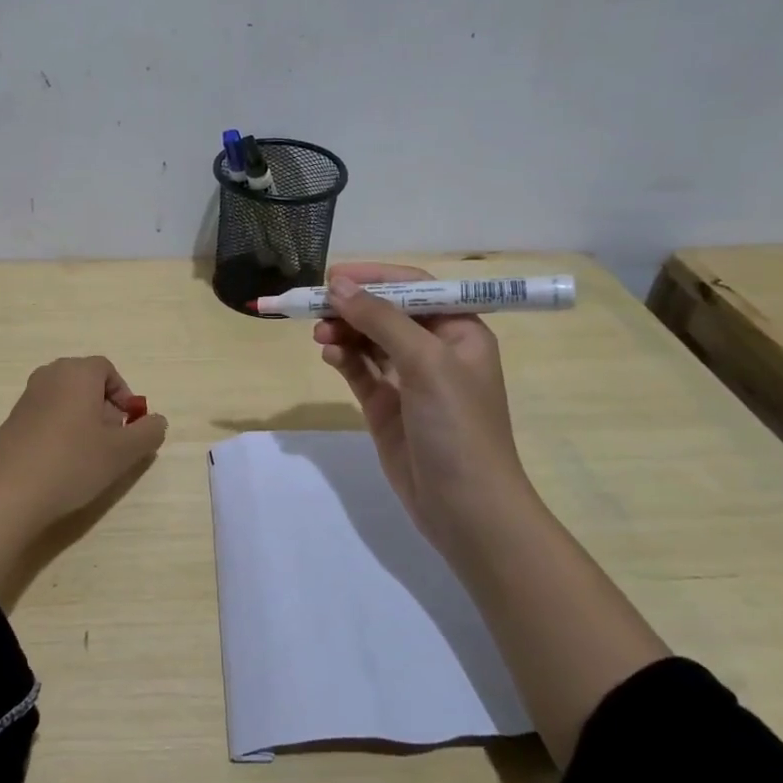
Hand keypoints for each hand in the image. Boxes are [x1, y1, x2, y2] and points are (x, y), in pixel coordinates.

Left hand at [0, 357, 167, 607]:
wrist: (6, 493)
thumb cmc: (71, 462)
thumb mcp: (122, 452)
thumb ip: (147, 433)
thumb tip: (156, 421)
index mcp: (76, 372)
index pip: (108, 370)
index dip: (124, 396)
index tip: (129, 426)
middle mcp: (49, 376)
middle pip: (86, 384)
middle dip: (104, 409)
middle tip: (112, 443)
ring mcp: (26, 399)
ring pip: (66, 402)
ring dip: (83, 423)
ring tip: (88, 458)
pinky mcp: (10, 423)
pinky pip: (46, 418)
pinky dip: (60, 434)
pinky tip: (61, 466)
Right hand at [314, 262, 540, 549]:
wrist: (465, 507)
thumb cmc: (457, 425)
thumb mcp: (425, 362)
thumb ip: (381, 319)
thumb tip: (338, 285)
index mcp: (459, 331)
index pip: (415, 288)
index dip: (375, 277)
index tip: (334, 275)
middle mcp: (435, 350)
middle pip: (387, 313)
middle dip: (353, 307)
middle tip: (317, 308)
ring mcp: (409, 380)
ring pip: (369, 341)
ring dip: (344, 331)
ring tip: (319, 334)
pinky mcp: (387, 407)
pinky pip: (360, 371)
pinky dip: (343, 358)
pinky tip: (328, 354)